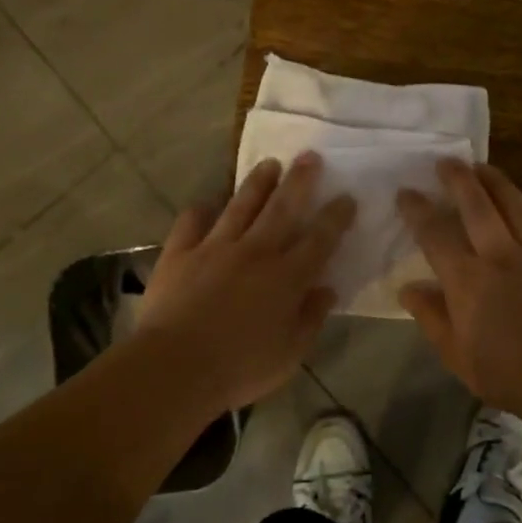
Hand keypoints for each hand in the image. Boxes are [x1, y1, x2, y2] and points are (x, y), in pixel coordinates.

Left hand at [137, 151, 354, 411]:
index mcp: (286, 277)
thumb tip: (327, 289)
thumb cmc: (240, 367)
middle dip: (300, 181)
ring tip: (269, 164)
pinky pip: (192, 222)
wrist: (175, 366)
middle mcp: (255, 252)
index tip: (346, 196)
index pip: (319, 239)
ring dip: (257, 183)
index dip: (335, 216)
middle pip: (282, 208)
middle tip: (310, 156)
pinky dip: (201, 210)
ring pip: (241, 205)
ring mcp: (215, 247)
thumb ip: (310, 317)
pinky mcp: (180, 253)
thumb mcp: (290, 353)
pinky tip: (207, 203)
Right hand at [396, 160, 521, 401]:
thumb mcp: (455, 354)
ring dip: (499, 183)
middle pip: (477, 206)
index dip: (418, 210)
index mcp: (467, 278)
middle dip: (459, 179)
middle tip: (448, 161)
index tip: (406, 192)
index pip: (435, 235)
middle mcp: (500, 254)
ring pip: (518, 206)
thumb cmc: (506, 373)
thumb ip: (431, 317)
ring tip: (486, 168)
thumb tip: (407, 288)